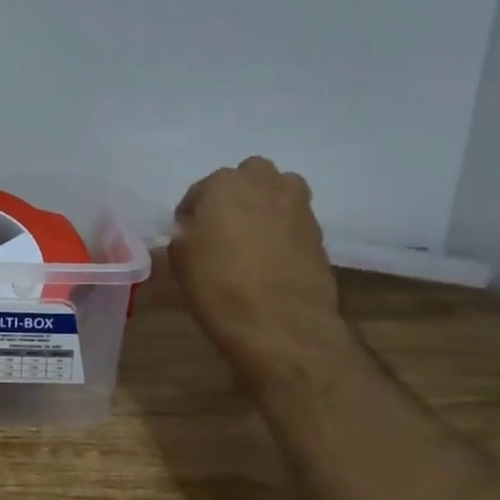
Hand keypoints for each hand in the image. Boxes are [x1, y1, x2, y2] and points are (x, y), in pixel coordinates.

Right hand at [170, 157, 354, 379]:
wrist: (280, 323)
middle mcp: (264, 183)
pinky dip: (284, 230)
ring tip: (252, 237)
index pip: (200, 190)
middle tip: (224, 227)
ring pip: (279, 191)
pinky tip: (273, 257)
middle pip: (248, 177)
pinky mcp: (319, 232)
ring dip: (265, 204)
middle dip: (236, 195)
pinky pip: (295, 220)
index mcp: (223, 184)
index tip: (188, 236)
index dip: (192, 213)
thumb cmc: (218, 285)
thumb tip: (193, 229)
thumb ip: (184, 233)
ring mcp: (298, 206)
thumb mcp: (180, 258)